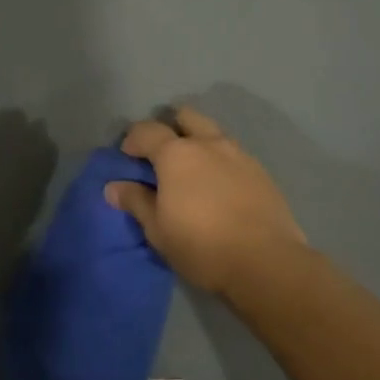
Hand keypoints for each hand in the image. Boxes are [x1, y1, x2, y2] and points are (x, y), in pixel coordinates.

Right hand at [106, 108, 305, 298]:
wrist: (266, 262)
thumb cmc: (201, 245)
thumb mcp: (158, 229)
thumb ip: (135, 201)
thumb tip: (113, 186)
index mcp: (177, 153)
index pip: (147, 130)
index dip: (132, 140)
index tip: (128, 158)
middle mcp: (209, 143)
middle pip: (186, 117)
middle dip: (170, 128)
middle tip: (162, 156)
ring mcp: (239, 154)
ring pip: (213, 133)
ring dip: (198, 143)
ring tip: (192, 174)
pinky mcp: (261, 172)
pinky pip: (233, 154)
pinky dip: (220, 162)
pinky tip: (219, 189)